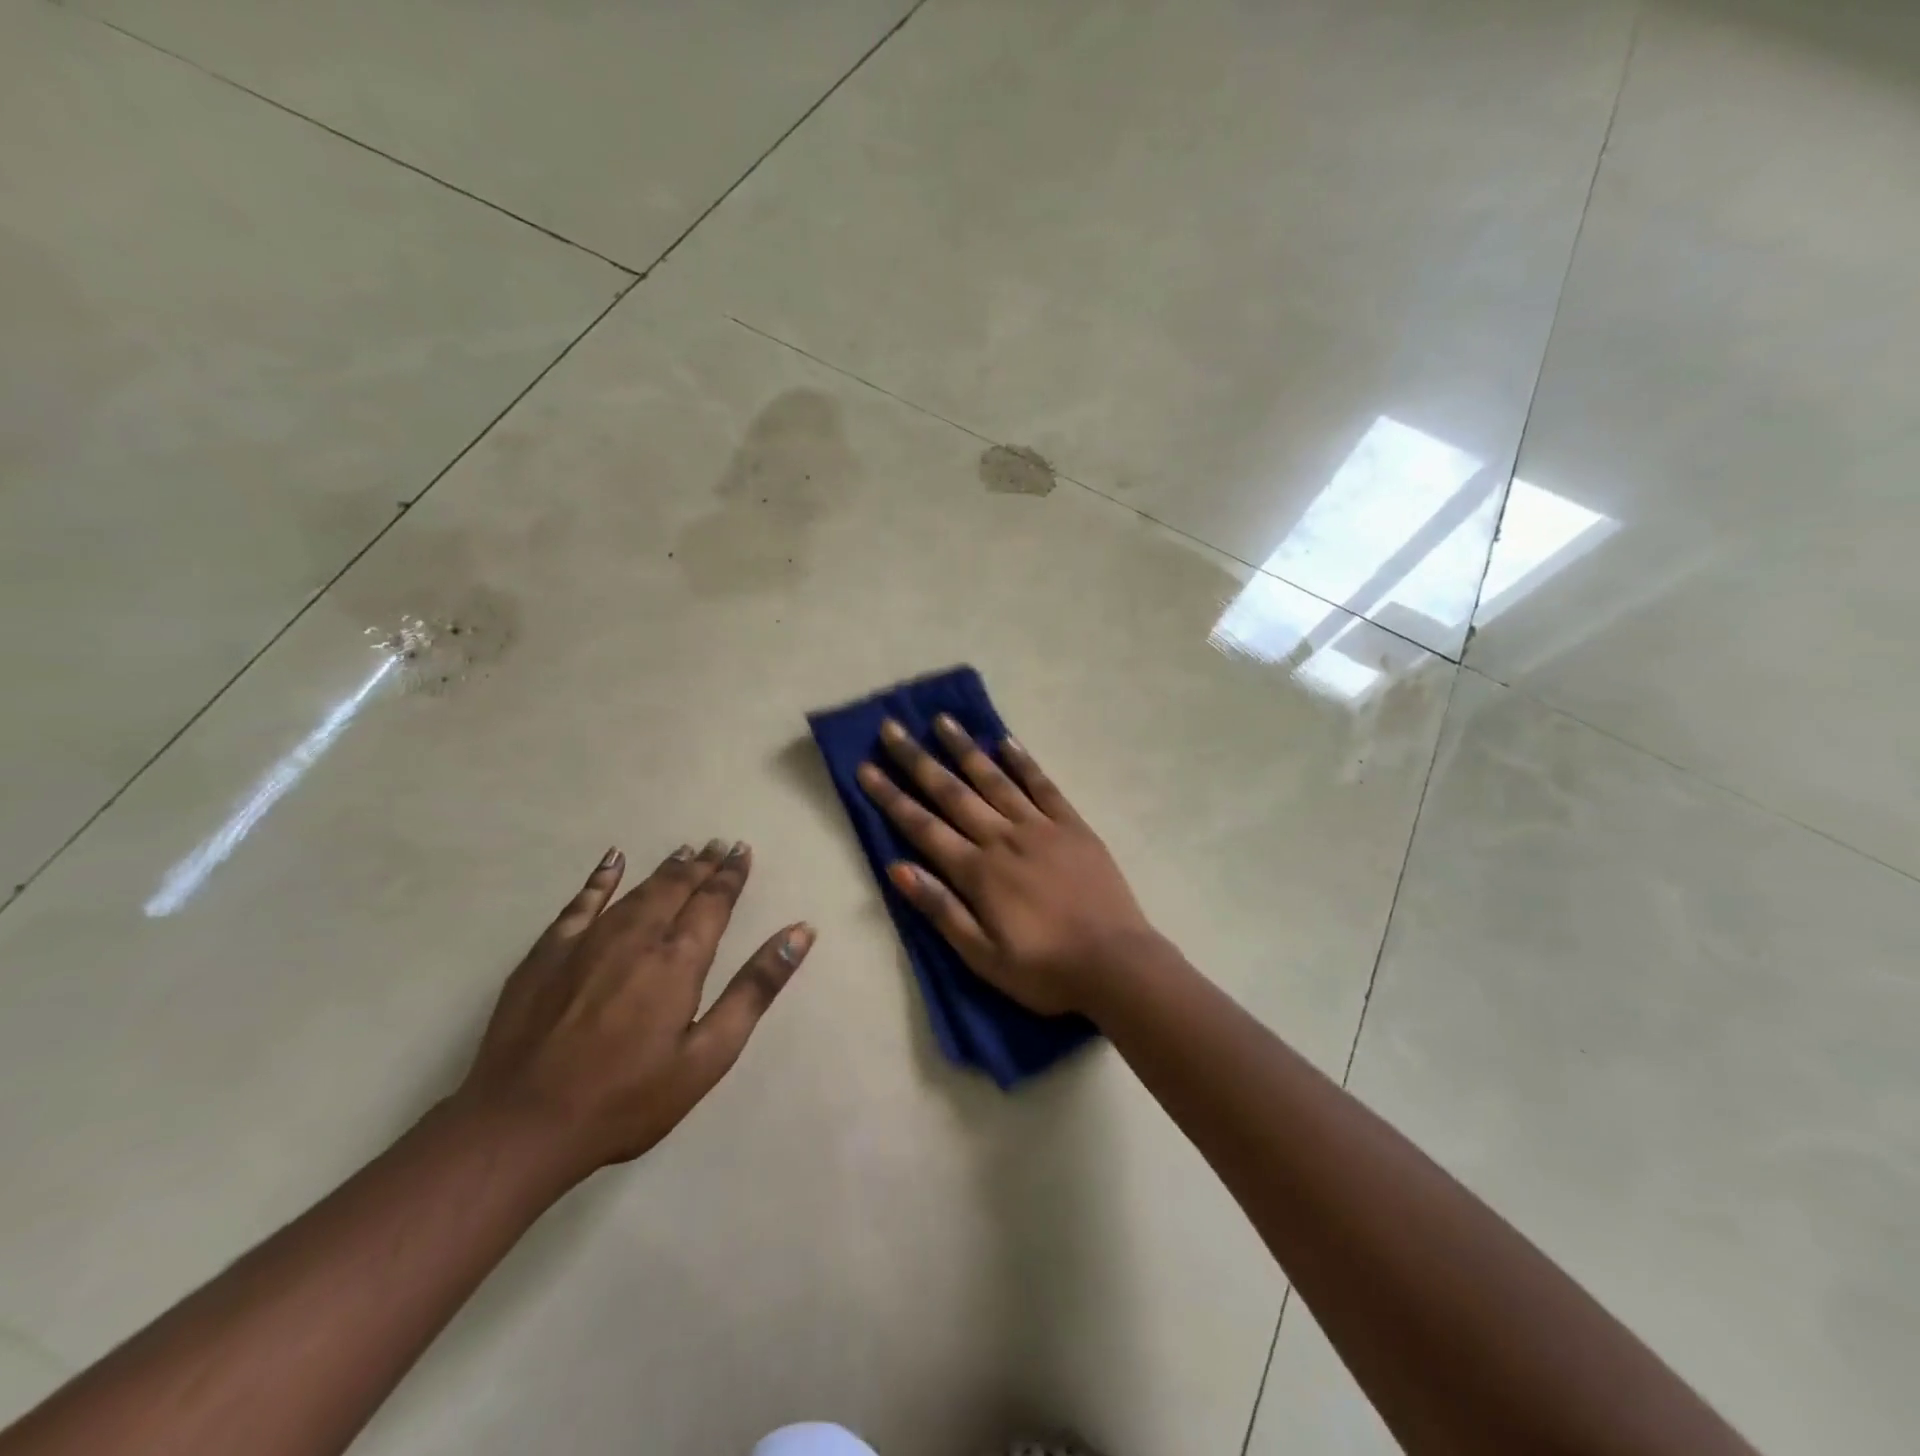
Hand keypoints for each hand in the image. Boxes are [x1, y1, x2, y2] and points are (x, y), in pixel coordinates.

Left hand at [453, 840, 811, 1178]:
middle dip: (703, 864)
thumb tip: (800, 932)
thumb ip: (755, 988)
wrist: (522, 1124)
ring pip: (637, 889)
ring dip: (665, 868)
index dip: (731, 875)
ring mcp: (588, 940)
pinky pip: (582, 901)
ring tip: (685, 852)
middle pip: (677, 887)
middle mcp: (637, 935)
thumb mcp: (708, 1055)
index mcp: (679, 958)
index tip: (743, 851)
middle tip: (719, 845)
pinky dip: (601, 878)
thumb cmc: (628, 1098)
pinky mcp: (548, 953)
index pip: (714, 901)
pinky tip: (613, 860)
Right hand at [856, 717, 1156, 1016]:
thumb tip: (897, 868)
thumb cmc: (1044, 970)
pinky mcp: (1073, 826)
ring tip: (942, 720)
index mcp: (978, 872)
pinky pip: (1043, 786)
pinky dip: (1023, 762)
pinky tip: (1005, 742)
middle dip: (918, 760)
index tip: (867, 768)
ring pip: (995, 779)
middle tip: (892, 728)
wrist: (1116, 964)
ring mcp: (1041, 827)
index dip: (892, 797)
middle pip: (952, 793)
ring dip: (965, 749)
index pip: (923, 827)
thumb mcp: (982, 957)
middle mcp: (1003, 838)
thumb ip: (941, 909)